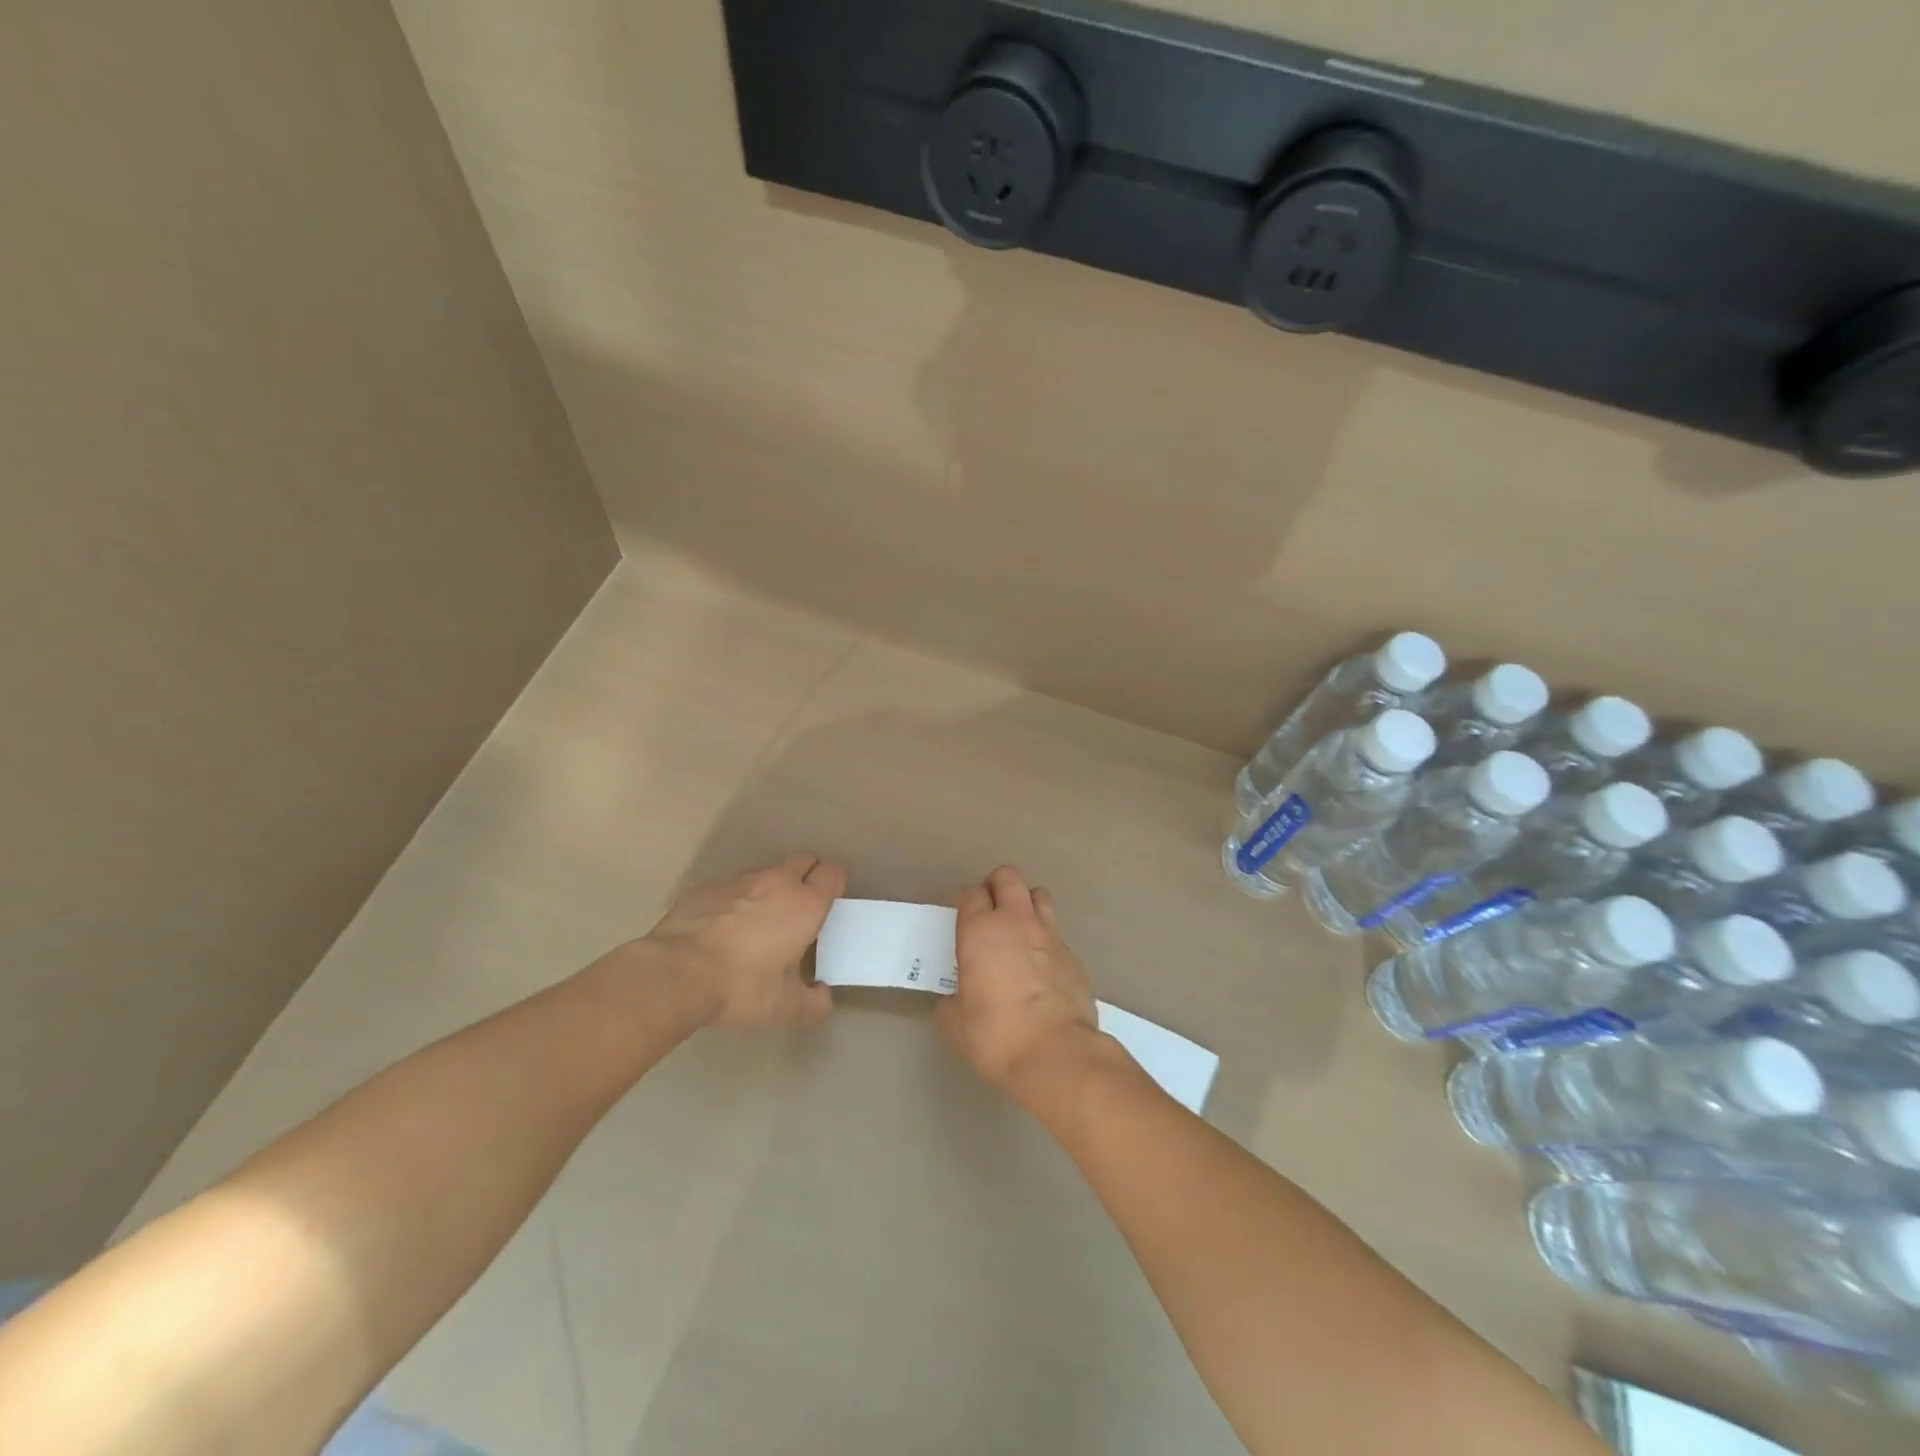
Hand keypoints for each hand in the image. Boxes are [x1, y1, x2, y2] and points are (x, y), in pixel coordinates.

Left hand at [642, 853, 846, 1027]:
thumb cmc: (741, 987)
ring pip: (767, 872)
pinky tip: (722, 929)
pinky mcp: (707, 887)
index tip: (827, 908)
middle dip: (807, 877)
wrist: (675, 974)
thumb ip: (814, 1004)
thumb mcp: (785, 1009)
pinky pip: (732, 886)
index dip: (834, 886)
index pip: (832, 873)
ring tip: (757, 924)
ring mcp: (739, 880)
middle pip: (804, 860)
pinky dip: (735, 900)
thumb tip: (823, 998)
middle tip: (798, 912)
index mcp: (805, 905)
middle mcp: (776, 882)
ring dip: (770, 889)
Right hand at [938, 865, 1102, 1102]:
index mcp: (980, 930)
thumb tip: (954, 1001)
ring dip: (1026, 903)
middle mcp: (1016, 921)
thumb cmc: (996, 1035)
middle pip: (1008, 877)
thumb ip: (951, 1003)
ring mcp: (1049, 935)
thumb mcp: (955, 1024)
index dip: (966, 903)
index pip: (971, 894)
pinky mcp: (1073, 956)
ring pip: (1039, 895)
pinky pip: (1056, 933)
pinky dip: (1046, 939)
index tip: (963, 919)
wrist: (1056, 1053)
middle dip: (997, 885)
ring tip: (1019, 928)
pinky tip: (1041, 965)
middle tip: (990, 909)